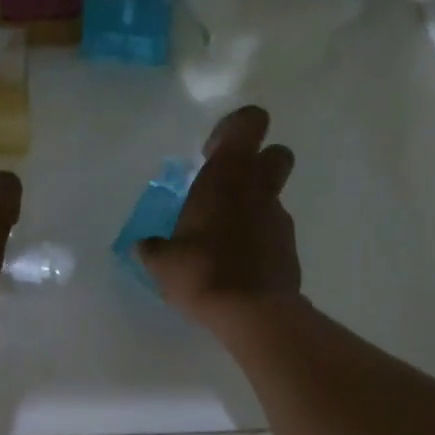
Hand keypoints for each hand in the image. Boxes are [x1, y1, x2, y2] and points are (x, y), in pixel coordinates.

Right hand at [138, 106, 301, 329]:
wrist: (251, 312)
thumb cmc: (201, 272)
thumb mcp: (162, 262)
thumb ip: (153, 248)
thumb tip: (144, 247)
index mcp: (227, 175)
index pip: (249, 123)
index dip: (233, 130)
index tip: (210, 154)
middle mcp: (259, 188)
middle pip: (276, 153)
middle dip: (256, 163)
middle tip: (226, 189)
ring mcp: (279, 218)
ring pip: (273, 196)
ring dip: (253, 206)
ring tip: (224, 237)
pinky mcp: (289, 247)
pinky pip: (273, 230)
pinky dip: (259, 238)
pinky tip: (237, 263)